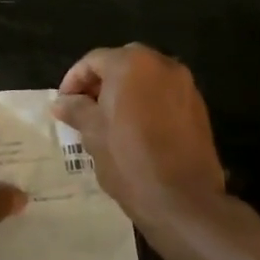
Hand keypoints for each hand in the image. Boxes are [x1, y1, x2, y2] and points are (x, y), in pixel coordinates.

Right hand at [52, 44, 226, 233]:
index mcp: (132, 64)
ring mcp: (185, 85)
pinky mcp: (198, 108)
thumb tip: (61, 102)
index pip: (93, 61)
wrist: (182, 199)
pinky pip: (164, 95)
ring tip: (108, 121)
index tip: (63, 104)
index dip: (73, 81)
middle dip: (101, 82)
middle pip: (122, 64)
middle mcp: (162, 65)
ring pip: (146, 79)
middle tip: (84, 108)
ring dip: (125, 92)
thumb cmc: (129, 160)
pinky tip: (135, 130)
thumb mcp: (92, 133)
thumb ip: (75, 109)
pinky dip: (146, 103)